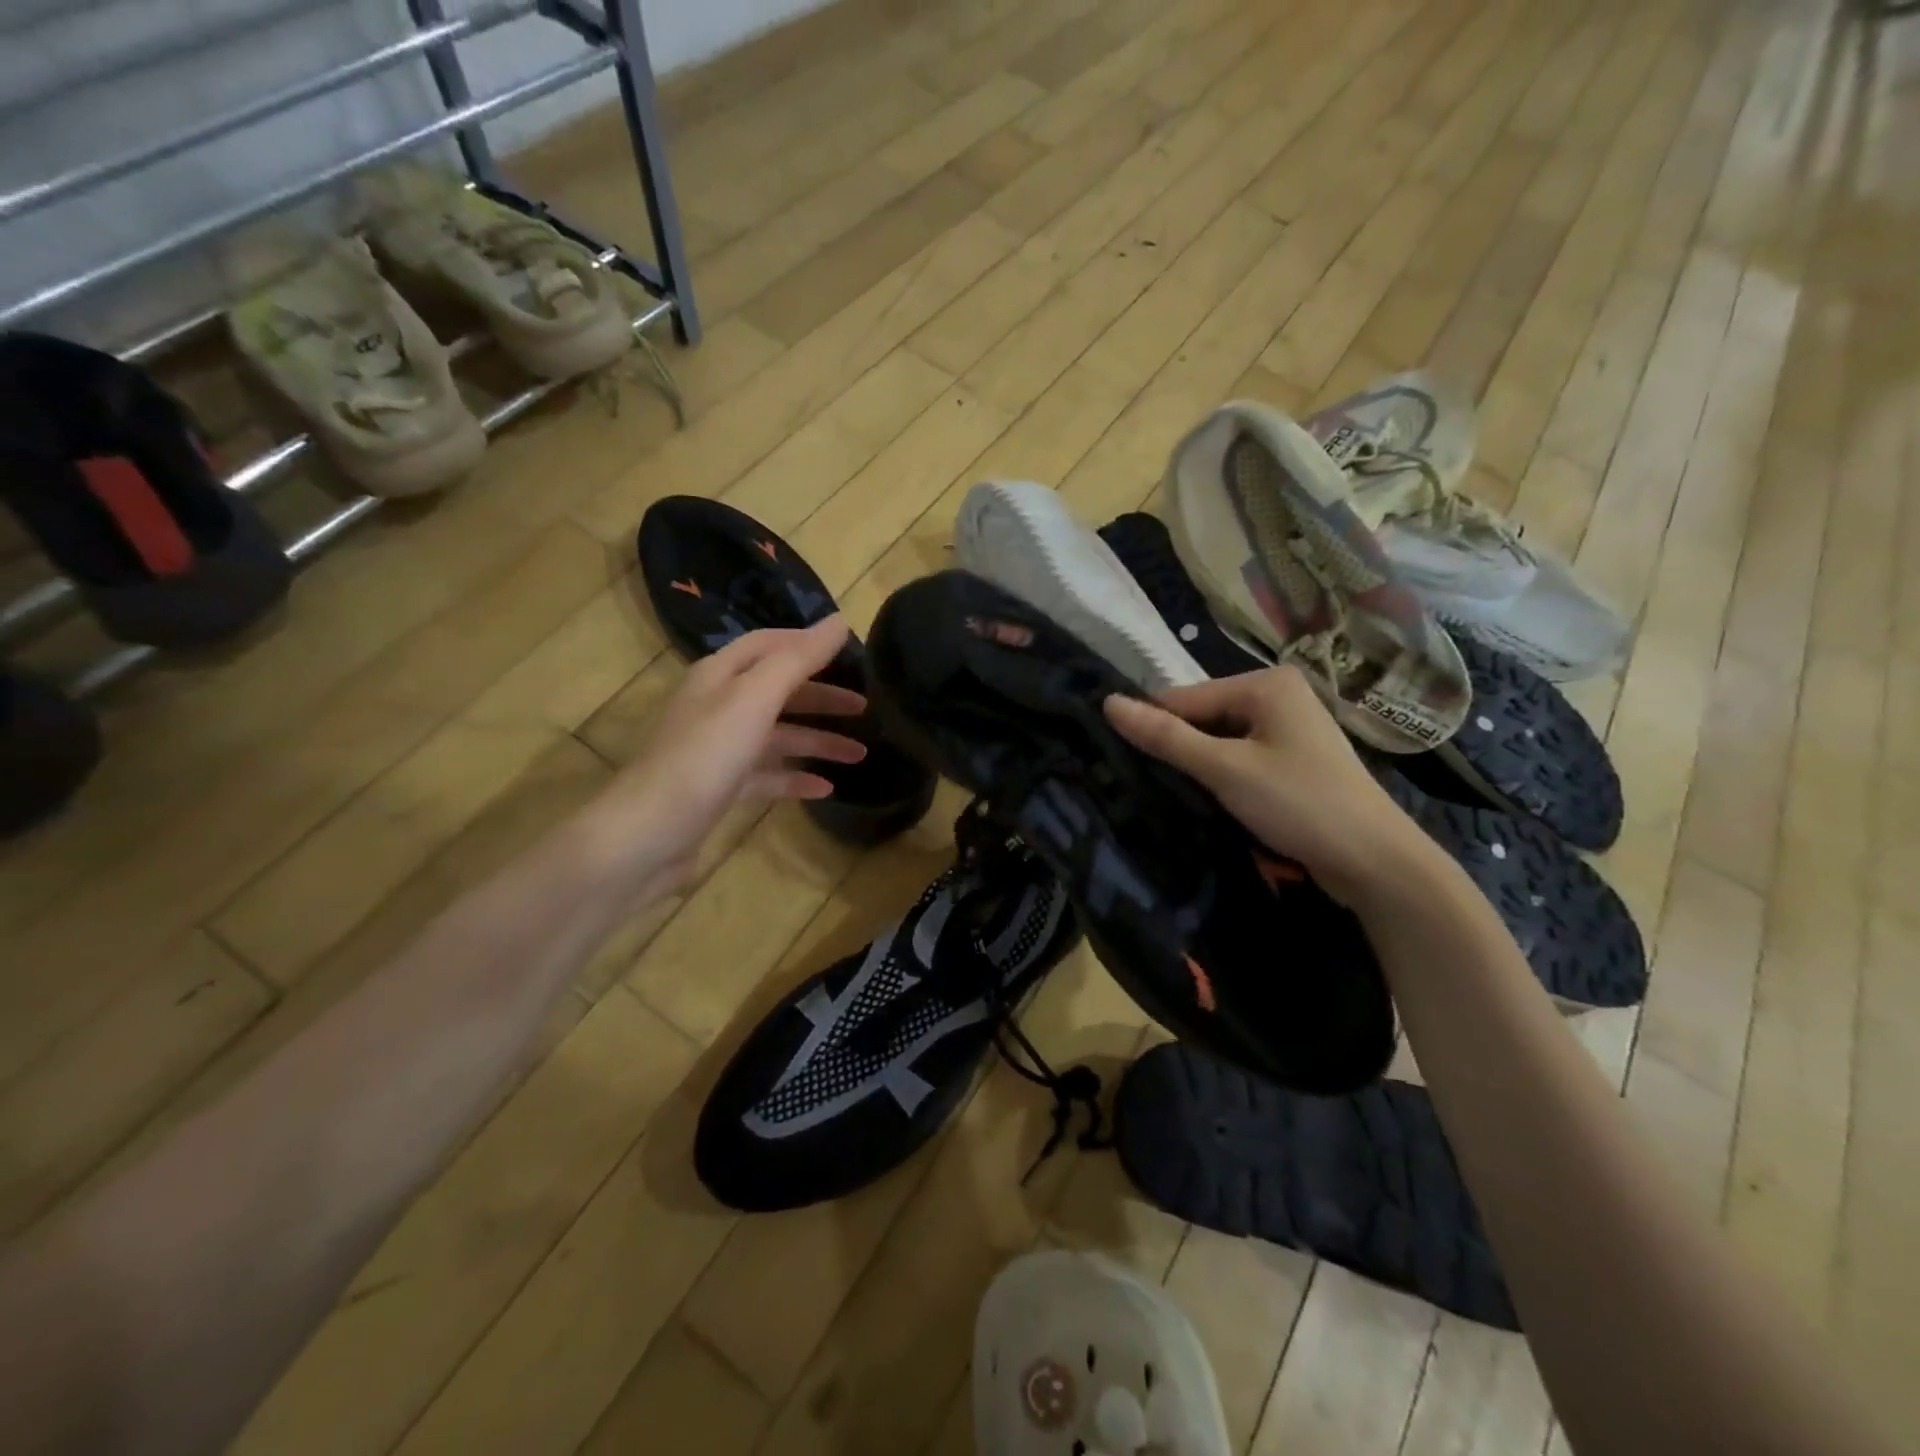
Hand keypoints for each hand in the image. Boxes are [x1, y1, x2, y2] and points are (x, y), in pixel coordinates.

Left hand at [576, 617, 867, 898]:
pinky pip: (768, 776)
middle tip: (866, 706)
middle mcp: (718, 706)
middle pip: (778, 691)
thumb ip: (798, 660)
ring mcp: (719, 750)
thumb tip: (839, 623)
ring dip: (818, 741)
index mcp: (720, 676)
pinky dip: (797, 779)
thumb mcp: (754, 699)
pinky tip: (827, 788)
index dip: (807, 643)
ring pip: (778, 737)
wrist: (650, 833)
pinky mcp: (721, 789)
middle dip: (822, 697)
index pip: (768, 645)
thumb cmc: (706, 756)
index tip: (850, 650)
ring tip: (861, 754)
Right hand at [1104, 666, 1433, 907]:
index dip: (1154, 728)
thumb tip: (1108, 703)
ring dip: (1199, 768)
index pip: (1185, 697)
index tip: (1119, 761)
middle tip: (1147, 786)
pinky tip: (1209, 802)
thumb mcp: (1225, 769)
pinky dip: (1223, 778)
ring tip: (1172, 797)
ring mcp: (1290, 729)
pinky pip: (1241, 759)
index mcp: (1266, 683)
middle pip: (1204, 718)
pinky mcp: (1294, 760)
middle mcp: (1279, 696)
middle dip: (1180, 750)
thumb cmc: (1300, 804)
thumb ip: (1166, 737)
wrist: (1376, 862)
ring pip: (1220, 742)